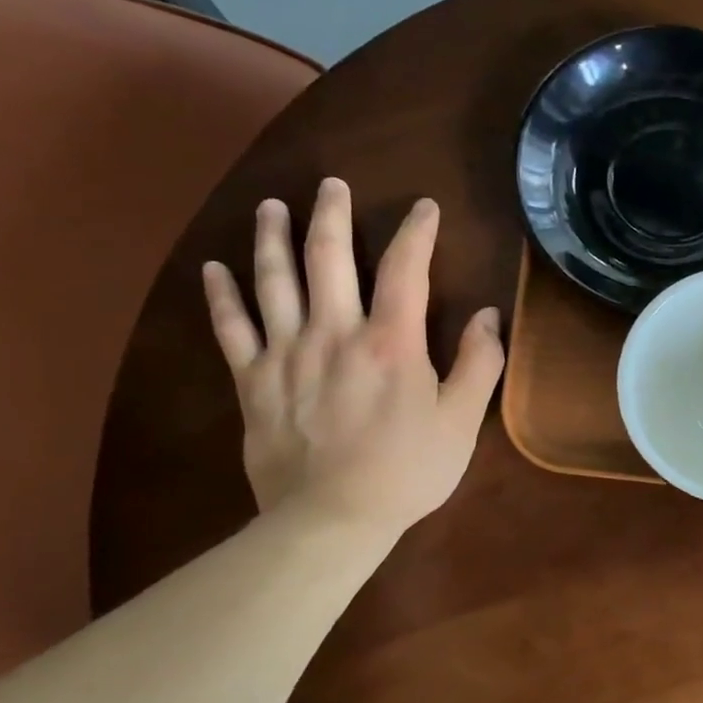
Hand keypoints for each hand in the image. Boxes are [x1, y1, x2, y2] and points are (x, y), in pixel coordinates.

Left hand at [201, 178, 504, 537]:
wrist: (332, 518)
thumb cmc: (408, 470)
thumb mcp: (461, 422)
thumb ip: (479, 364)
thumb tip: (488, 315)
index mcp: (390, 342)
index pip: (405, 269)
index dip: (417, 232)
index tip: (425, 207)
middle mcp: (334, 333)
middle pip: (327, 257)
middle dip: (331, 214)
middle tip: (331, 184)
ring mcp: (286, 354)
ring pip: (273, 280)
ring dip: (272, 237)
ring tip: (272, 206)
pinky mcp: (253, 381)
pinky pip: (230, 328)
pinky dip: (221, 295)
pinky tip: (215, 269)